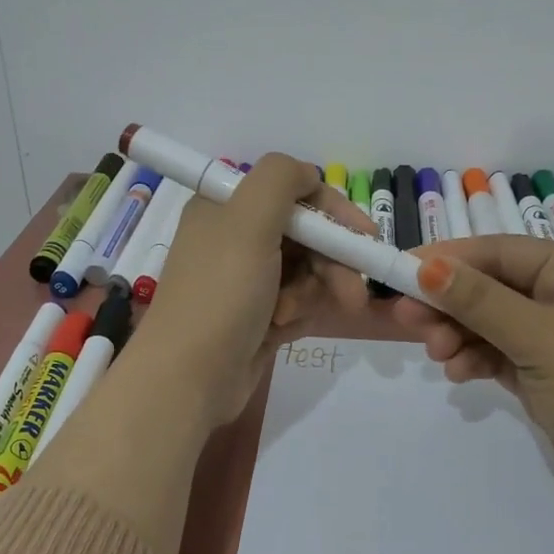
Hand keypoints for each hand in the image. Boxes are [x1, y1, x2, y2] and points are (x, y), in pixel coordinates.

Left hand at [134, 154, 372, 427]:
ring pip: (307, 271)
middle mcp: (235, 237)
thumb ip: (281, 179)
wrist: (188, 379)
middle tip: (352, 294)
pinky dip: (298, 314)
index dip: (332, 211)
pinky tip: (282, 330)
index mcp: (227, 206)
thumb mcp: (248, 221)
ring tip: (292, 316)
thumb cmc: (221, 294)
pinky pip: (298, 302)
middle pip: (307, 234)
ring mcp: (247, 279)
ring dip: (311, 292)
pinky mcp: (257, 315)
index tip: (365, 236)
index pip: (294, 191)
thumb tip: (308, 174)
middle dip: (332, 262)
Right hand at [391, 236, 553, 503]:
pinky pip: (501, 355)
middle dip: (450, 301)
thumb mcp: (539, 337)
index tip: (402, 270)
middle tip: (407, 319)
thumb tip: (427, 264)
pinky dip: (477, 359)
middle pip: (492, 286)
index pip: (500, 252)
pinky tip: (457, 373)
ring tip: (435, 353)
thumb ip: (480, 301)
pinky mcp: (550, 377)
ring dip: (460, 333)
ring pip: (493, 323)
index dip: (449, 258)